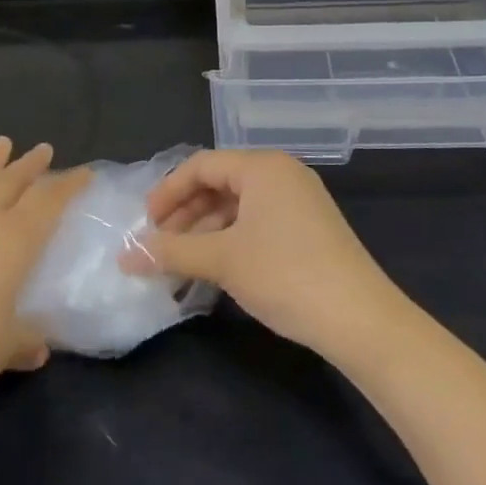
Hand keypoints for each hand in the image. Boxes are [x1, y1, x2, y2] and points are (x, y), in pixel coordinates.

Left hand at [0, 137, 88, 439]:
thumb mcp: (1, 350)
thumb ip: (24, 341)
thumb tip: (39, 347)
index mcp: (14, 243)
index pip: (48, 204)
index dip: (68, 186)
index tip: (85, 172)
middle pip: (13, 184)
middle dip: (31, 166)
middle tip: (44, 149)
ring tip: (3, 142)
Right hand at [119, 149, 407, 358]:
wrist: (360, 319)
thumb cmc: (285, 274)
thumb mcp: (222, 260)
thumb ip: (171, 252)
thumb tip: (125, 256)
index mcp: (262, 166)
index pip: (201, 165)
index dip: (167, 192)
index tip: (144, 225)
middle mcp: (282, 174)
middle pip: (219, 184)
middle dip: (185, 215)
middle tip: (159, 247)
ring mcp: (299, 201)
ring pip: (238, 206)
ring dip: (205, 232)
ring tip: (181, 266)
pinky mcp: (309, 228)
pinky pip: (257, 223)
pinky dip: (231, 241)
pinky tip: (215, 271)